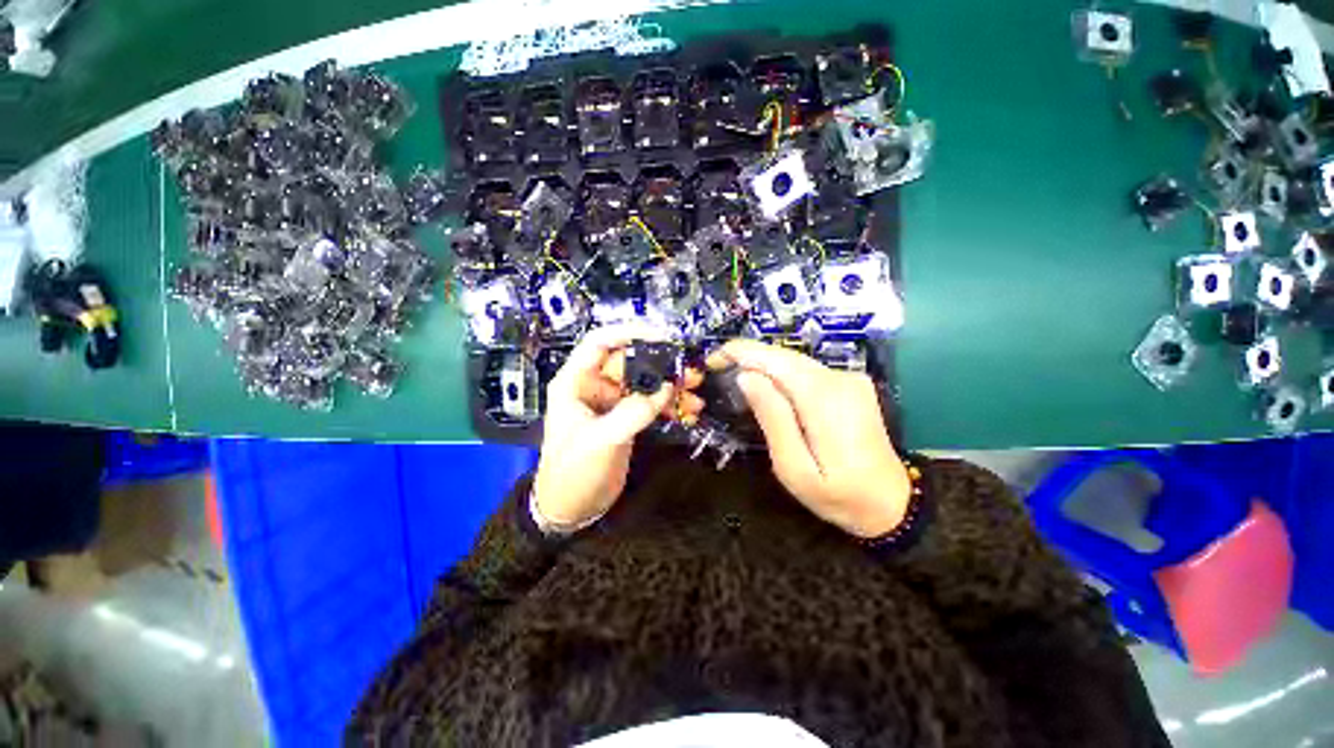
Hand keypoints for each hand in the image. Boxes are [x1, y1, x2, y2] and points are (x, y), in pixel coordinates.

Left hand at [534, 324, 703, 529]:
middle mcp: (595, 386)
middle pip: (631, 361)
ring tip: (695, 390)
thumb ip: (633, 412)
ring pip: (645, 382)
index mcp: (576, 381)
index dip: (630, 332)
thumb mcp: (600, 440)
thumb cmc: (573, 472)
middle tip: (689, 370)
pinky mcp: (626, 418)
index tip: (662, 336)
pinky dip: (670, 404)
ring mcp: (612, 402)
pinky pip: (651, 402)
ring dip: (670, 384)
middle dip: (661, 363)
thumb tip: (666, 388)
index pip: (601, 342)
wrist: (570, 508)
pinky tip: (688, 410)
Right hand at [708, 340, 910, 538]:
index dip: (740, 352)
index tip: (712, 359)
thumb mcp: (794, 468)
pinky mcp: (850, 384)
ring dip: (762, 365)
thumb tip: (746, 377)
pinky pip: (806, 371)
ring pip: (794, 361)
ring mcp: (849, 379)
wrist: (892, 503)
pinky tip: (767, 388)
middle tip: (717, 369)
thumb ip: (772, 418)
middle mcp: (839, 378)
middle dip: (747, 356)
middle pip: (783, 356)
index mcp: (824, 399)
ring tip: (735, 378)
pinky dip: (780, 374)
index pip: (775, 359)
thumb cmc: (838, 495)